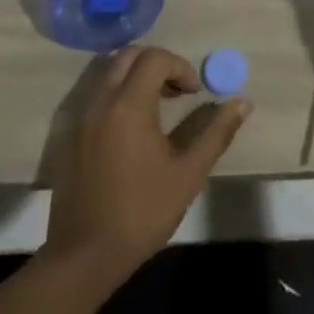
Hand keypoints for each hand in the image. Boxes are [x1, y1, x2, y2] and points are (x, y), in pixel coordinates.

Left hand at [44, 46, 251, 288]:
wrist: (84, 256)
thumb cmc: (142, 212)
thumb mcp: (188, 174)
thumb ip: (216, 133)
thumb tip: (243, 102)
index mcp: (129, 105)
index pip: (155, 58)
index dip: (181, 67)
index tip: (194, 93)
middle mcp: (101, 102)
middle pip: (129, 56)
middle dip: (158, 64)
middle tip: (177, 92)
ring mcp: (81, 119)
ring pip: (110, 74)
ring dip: (137, 78)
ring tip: (158, 109)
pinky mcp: (70, 137)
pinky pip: (96, 97)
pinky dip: (119, 96)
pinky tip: (133, 132)